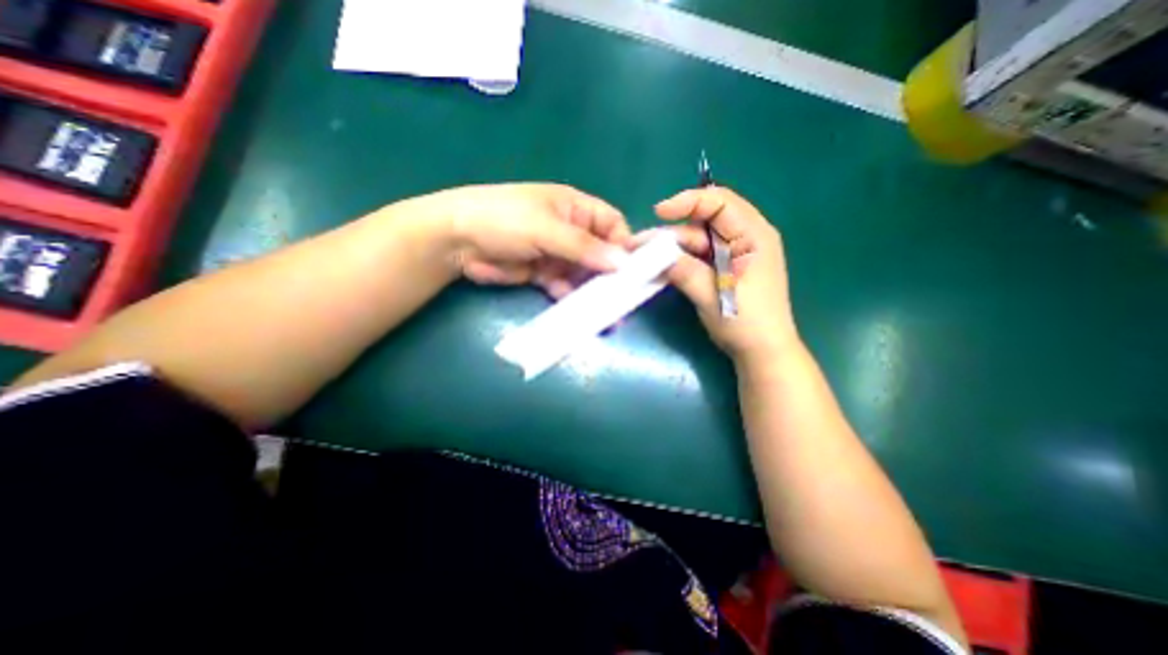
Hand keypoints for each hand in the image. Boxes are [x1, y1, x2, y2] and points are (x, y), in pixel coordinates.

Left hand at [419, 182, 633, 295]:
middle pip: (601, 253)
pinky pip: (566, 287)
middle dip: (613, 275)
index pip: (613, 225)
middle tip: (625, 300)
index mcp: (576, 209)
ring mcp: (558, 255)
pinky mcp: (544, 275)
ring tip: (610, 315)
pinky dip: (574, 299)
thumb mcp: (547, 228)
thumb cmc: (505, 219)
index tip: (634, 270)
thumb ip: (584, 247)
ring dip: (595, 292)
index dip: (625, 245)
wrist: (457, 240)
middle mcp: (572, 231)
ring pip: (585, 274)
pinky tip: (584, 315)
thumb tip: (623, 263)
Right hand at [653, 188, 799, 366]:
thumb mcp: (713, 295)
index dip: (688, 201)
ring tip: (644, 258)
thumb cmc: (746, 323)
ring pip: (697, 241)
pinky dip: (679, 261)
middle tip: (641, 244)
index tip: (659, 212)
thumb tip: (654, 255)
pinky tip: (659, 267)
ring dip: (672, 249)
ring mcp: (733, 254)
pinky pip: (698, 256)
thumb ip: (684, 271)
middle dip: (672, 232)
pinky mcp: (723, 268)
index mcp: (754, 236)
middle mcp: (745, 238)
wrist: (761, 352)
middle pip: (704, 222)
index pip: (720, 202)